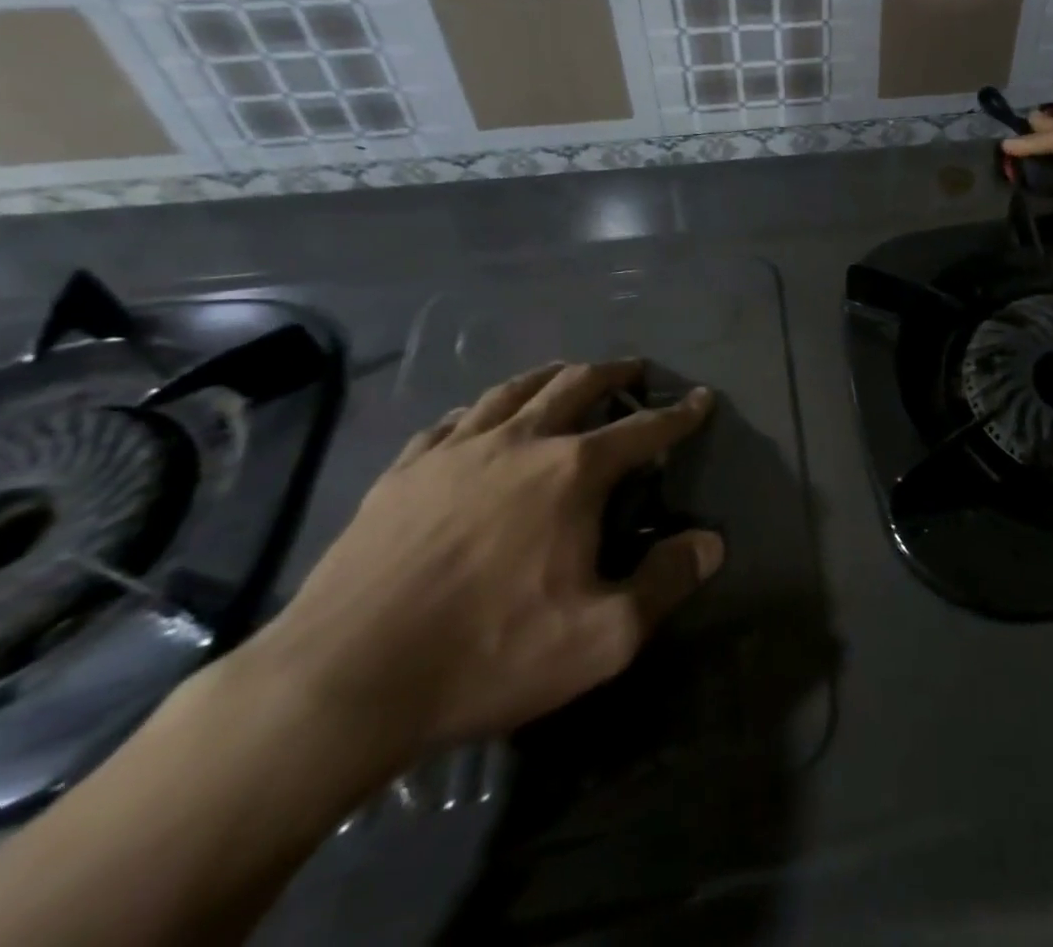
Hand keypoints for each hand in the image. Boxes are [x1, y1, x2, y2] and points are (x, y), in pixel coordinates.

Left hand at [242, 360, 722, 765]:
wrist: (341, 682)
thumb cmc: (487, 655)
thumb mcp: (601, 638)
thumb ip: (665, 582)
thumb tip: (711, 542)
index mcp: (572, 472)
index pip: (643, 429)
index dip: (679, 413)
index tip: (701, 398)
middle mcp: (519, 442)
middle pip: (576, 385)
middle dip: (614, 373)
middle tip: (634, 371)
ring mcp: (455, 451)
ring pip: (513, 389)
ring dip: (551, 376)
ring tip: (567, 374)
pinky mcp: (403, 471)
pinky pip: (452, 420)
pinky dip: (481, 408)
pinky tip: (479, 417)